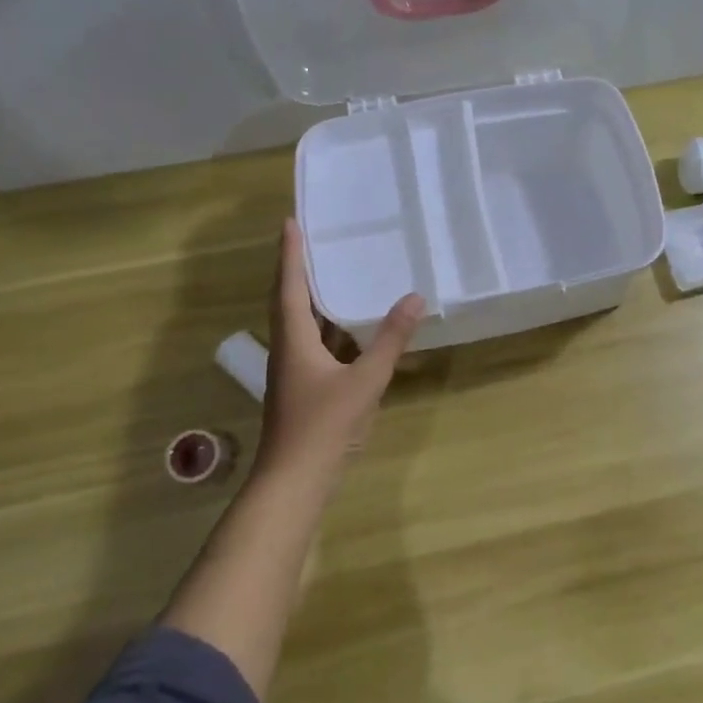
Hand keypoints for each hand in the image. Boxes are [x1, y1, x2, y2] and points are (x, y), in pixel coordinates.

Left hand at [252, 218, 424, 486]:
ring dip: (312, 298)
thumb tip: (415, 297)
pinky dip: (328, 328)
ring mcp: (293, 372)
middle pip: (288, 301)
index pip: (289, 287)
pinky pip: (314, 345)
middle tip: (311, 240)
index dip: (290, 254)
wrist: (294, 481)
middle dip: (297, 270)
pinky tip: (348, 328)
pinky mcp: (303, 389)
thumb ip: (390, 340)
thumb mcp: (365, 380)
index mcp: (294, 340)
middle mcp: (287, 350)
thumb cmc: (324, 426)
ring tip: (332, 273)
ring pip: (300, 325)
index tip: (290, 222)